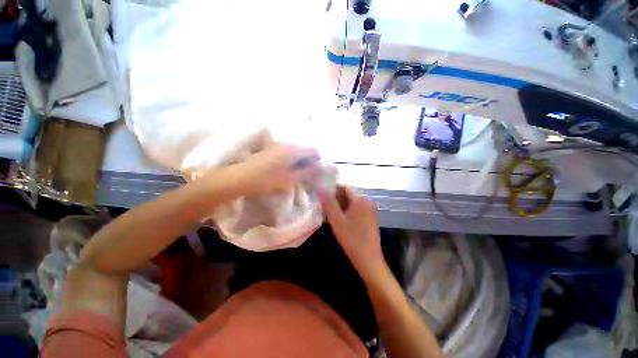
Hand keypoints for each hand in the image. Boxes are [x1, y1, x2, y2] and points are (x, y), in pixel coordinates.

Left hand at [221, 143, 321, 196]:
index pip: (312, 149)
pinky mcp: (269, 150)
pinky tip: (288, 169)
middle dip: (309, 160)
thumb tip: (319, 168)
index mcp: (292, 150)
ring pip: (295, 150)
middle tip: (310, 172)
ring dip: (300, 160)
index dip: (318, 158)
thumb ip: (307, 172)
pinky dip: (291, 159)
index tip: (320, 169)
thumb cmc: (267, 180)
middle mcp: (286, 144)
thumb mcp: (290, 179)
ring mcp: (276, 146)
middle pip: (304, 149)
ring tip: (300, 172)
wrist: (240, 178)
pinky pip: (286, 152)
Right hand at [321, 186, 384, 276]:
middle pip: (348, 195)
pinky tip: (338, 219)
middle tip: (323, 206)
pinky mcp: (369, 217)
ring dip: (339, 206)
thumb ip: (329, 203)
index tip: (321, 195)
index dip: (332, 189)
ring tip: (328, 213)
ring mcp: (369, 210)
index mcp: (361, 199)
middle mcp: (367, 201)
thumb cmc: (352, 239)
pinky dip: (346, 211)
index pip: (344, 187)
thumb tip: (321, 189)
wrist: (369, 260)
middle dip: (335, 199)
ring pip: (351, 203)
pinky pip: (355, 209)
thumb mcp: (337, 220)